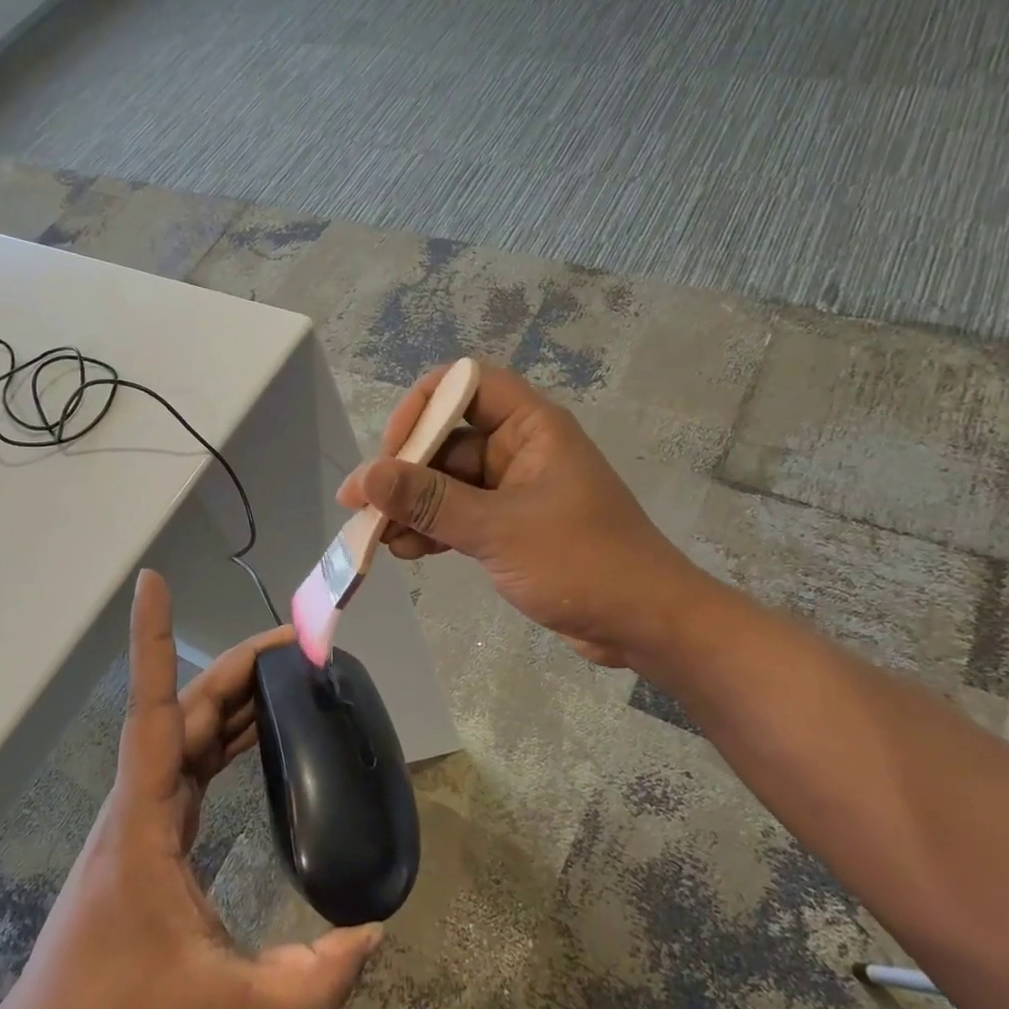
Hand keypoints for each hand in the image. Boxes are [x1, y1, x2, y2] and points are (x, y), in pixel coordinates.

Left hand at [0, 570, 381, 1008]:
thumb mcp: (220, 1006)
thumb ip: (304, 984)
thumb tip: (374, 936)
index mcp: (146, 814)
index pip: (153, 709)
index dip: (152, 641)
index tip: (150, 582)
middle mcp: (141, 795)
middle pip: (187, 706)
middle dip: (241, 667)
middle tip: (301, 643)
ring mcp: (144, 808)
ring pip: (189, 728)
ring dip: (236, 696)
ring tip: (292, 673)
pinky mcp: (153, 825)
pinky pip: (191, 757)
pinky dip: (226, 733)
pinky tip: (259, 733)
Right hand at [337, 363, 700, 667]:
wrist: (644, 624)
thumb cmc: (582, 563)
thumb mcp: (499, 530)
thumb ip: (431, 502)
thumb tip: (367, 478)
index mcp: (531, 427)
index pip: (466, 384)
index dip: (423, 407)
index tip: (393, 451)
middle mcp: (520, 448)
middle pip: (447, 438)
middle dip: (405, 470)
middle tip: (364, 505)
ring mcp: (514, 489)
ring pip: (447, 482)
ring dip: (412, 506)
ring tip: (377, 538)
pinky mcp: (511, 525)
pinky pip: (459, 514)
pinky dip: (432, 528)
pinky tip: (404, 551)